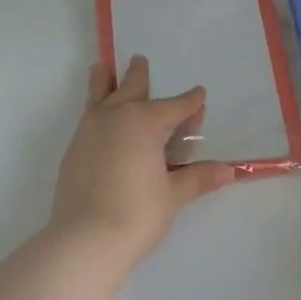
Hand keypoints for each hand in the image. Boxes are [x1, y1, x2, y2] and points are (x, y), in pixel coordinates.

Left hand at [50, 55, 235, 266]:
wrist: (86, 239)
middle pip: (129, 90)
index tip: (199, 94)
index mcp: (143, 122)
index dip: (190, 102)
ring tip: (101, 69)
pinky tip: (97, 120)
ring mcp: (88, 133)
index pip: (174, 108)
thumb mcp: (173, 195)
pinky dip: (94, 112)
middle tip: (139, 60)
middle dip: (138, 76)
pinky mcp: (72, 152)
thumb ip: (197, 178)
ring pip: (98, 98)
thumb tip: (228, 170)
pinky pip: (87, 120)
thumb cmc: (138, 214)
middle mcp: (113, 118)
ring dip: (104, 83)